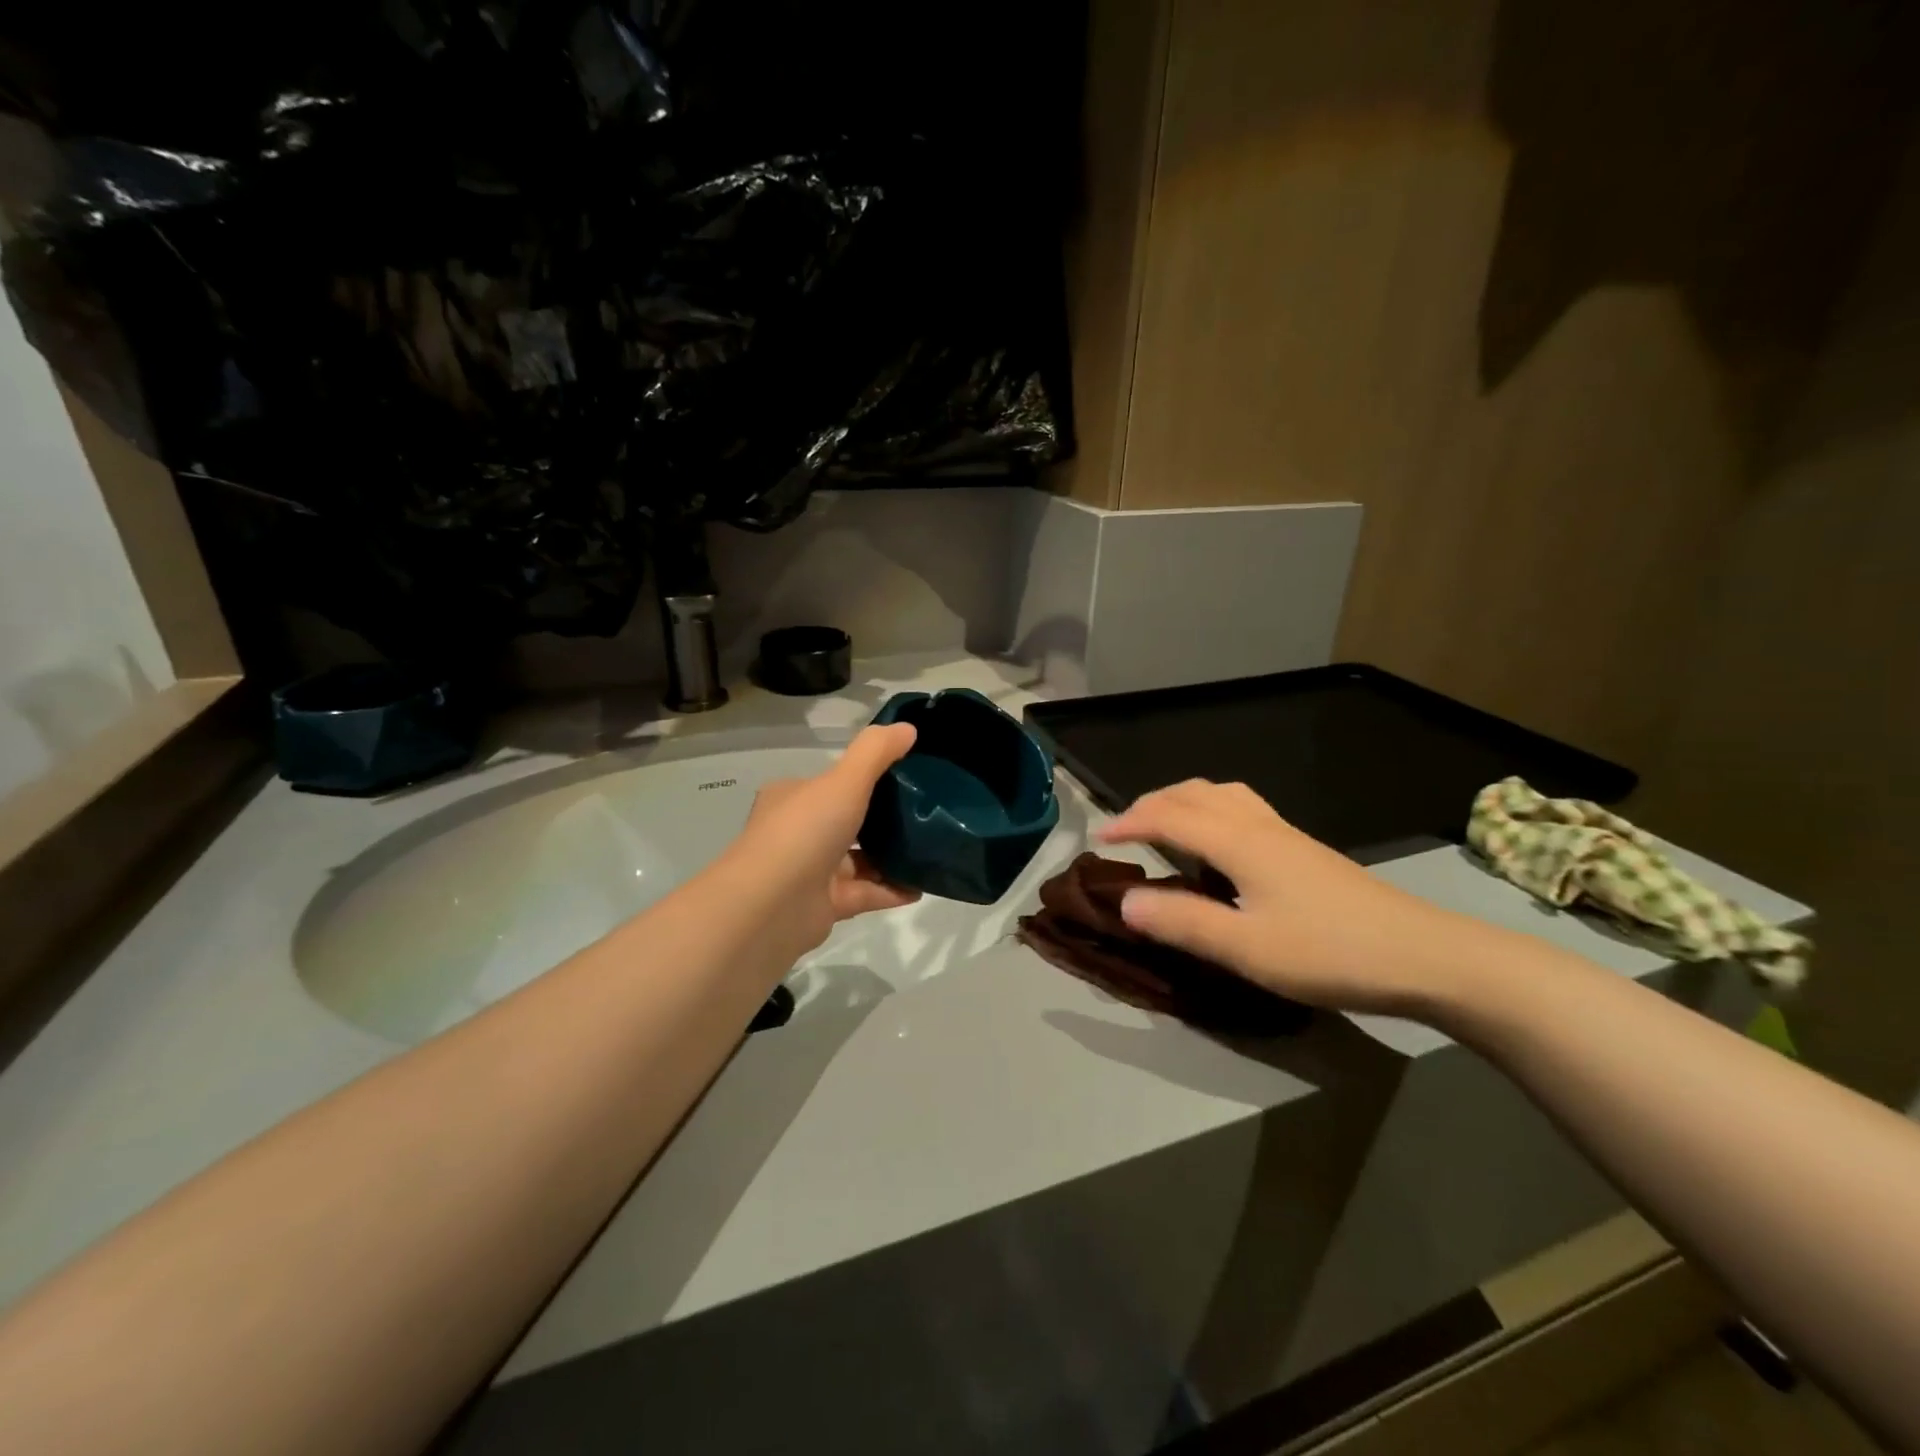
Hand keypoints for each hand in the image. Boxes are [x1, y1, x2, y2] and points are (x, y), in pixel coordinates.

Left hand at [717, 723, 922, 961]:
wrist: (770, 906)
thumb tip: (908, 729)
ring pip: (860, 859)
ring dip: (892, 856)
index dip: (865, 778)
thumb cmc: (804, 831)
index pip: (831, 783)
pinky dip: (893, 889)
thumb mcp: (844, 780)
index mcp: (794, 797)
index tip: (906, 775)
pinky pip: (867, 892)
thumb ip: (876, 752)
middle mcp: (799, 832)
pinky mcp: (825, 905)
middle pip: (848, 821)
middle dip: (884, 819)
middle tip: (926, 813)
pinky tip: (922, 886)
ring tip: (931, 849)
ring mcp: (811, 872)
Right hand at [1096, 779, 1503, 1016]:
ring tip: (1166, 826)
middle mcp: (1259, 825)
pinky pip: (1243, 810)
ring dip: (1184, 801)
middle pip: (1195, 793)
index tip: (1099, 840)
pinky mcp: (1306, 851)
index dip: (1130, 822)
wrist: (1426, 956)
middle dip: (1153, 803)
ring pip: (1223, 795)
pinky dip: (1211, 811)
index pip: (1169, 816)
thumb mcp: (1246, 948)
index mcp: (1239, 841)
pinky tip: (1220, 845)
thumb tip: (1124, 901)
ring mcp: (1287, 835)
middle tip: (1125, 830)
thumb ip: (1182, 922)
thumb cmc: (1330, 952)